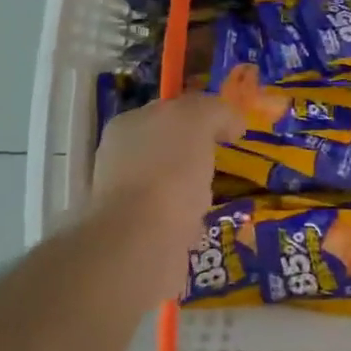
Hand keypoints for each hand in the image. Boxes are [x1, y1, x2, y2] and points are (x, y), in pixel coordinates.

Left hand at [86, 94, 243, 306]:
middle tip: (219, 164)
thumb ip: (215, 111)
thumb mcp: (198, 119)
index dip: (201, 116)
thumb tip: (231, 122)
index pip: (169, 109)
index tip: (228, 133)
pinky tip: (196, 227)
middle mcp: (120, 157)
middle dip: (197, 156)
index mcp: (128, 124)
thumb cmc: (168, 170)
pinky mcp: (133, 234)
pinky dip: (187, 223)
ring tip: (208, 201)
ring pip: (171, 185)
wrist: (141, 241)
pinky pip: (171, 219)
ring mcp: (123, 197)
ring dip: (193, 192)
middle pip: (171, 148)